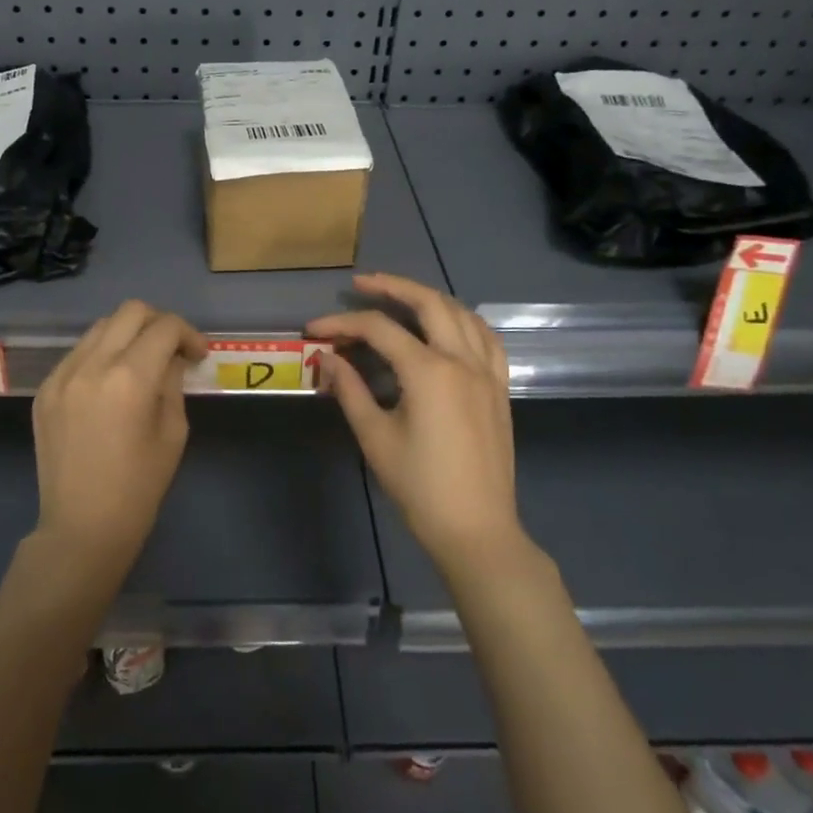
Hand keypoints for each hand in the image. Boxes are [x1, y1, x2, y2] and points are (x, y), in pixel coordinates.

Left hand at [32, 300, 207, 559]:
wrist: (81, 528)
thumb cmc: (138, 488)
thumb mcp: (172, 433)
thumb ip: (173, 384)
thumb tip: (172, 359)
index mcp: (129, 378)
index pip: (164, 327)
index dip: (189, 334)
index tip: (197, 355)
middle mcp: (91, 365)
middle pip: (130, 312)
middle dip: (159, 323)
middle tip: (172, 349)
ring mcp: (62, 375)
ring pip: (100, 327)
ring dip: (127, 335)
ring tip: (141, 363)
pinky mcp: (45, 390)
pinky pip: (78, 353)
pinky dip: (101, 355)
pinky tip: (110, 384)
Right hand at [308, 273, 521, 570]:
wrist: (476, 528)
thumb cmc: (419, 486)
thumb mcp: (375, 437)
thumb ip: (349, 389)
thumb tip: (326, 358)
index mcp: (429, 371)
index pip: (379, 329)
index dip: (341, 323)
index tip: (313, 330)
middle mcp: (462, 360)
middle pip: (428, 303)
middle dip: (392, 287)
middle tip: (361, 284)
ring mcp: (487, 372)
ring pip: (462, 313)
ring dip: (429, 298)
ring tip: (401, 298)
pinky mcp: (499, 388)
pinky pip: (486, 338)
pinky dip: (464, 320)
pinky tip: (449, 325)